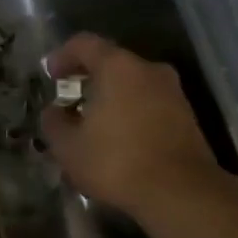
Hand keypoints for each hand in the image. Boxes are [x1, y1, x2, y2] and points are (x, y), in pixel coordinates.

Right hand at [41, 34, 224, 218]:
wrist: (181, 193)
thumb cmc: (117, 162)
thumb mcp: (68, 147)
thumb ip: (54, 123)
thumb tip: (54, 112)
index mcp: (118, 67)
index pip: (84, 44)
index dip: (63, 56)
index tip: (50, 75)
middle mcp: (149, 70)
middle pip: (112, 62)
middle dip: (88, 78)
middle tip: (69, 99)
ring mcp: (172, 92)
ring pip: (133, 84)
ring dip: (111, 97)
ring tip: (92, 123)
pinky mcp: (187, 116)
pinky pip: (149, 103)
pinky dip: (130, 111)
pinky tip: (119, 138)